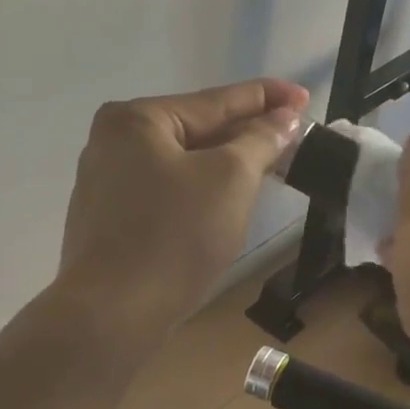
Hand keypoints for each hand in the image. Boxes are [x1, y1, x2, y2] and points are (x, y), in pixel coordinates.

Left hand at [55, 78, 308, 345]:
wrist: (114, 312)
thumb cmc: (175, 235)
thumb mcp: (230, 178)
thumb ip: (260, 140)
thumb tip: (283, 119)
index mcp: (136, 120)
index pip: (215, 101)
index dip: (266, 98)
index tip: (303, 96)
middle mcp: (113, 143)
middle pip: (196, 131)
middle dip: (246, 134)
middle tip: (293, 135)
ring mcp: (106, 184)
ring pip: (181, 164)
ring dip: (225, 164)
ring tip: (268, 164)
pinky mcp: (109, 221)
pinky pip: (166, 192)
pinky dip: (199, 191)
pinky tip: (225, 201)